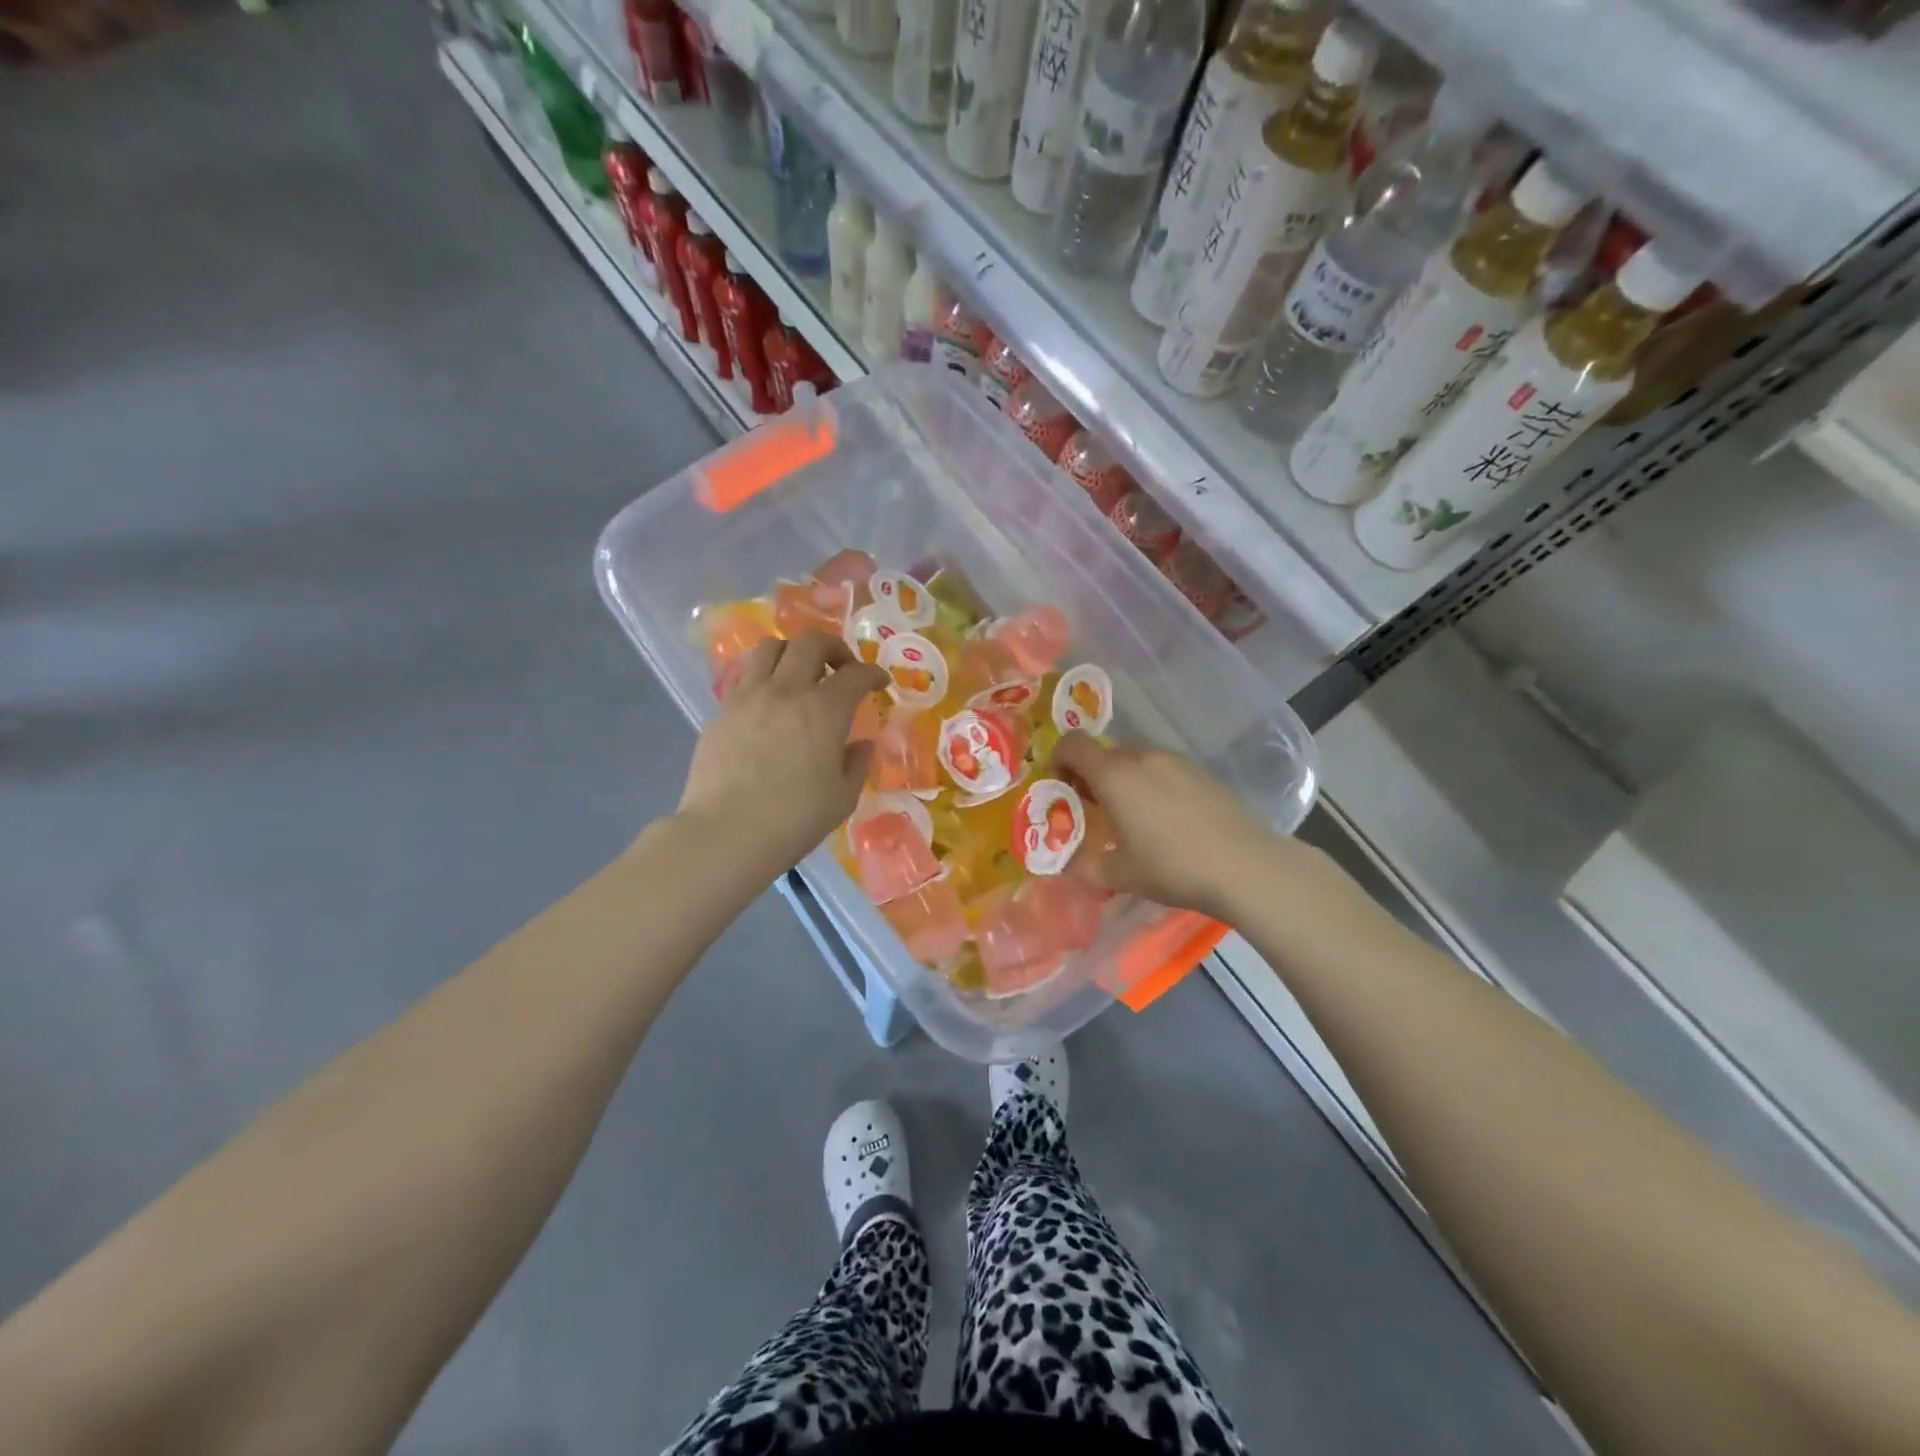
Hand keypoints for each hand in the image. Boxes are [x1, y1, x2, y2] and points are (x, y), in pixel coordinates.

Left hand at [677, 631, 888, 876]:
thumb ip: (856, 764)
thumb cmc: (794, 820)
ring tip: (800, 674)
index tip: (879, 683)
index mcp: (824, 711)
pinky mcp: (722, 712)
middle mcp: (787, 691)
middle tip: (841, 668)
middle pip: (810, 643)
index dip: (872, 673)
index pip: (855, 674)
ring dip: (793, 652)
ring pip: (770, 648)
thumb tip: (860, 745)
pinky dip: (765, 678)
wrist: (726, 833)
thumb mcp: (842, 798)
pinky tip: (770, 704)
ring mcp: (749, 697)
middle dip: (833, 647)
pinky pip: (746, 677)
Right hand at [1052, 732, 1305, 920]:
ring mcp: (1174, 760)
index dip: (1059, 760)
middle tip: (1097, 813)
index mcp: (1113, 775)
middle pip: (1103, 753)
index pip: (1072, 744)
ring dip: (1122, 780)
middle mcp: (1141, 757)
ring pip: (1133, 760)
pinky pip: (1161, 768)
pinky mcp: (1199, 771)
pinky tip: (1167, 819)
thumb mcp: (1118, 875)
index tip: (1064, 791)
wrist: (1243, 866)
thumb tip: (1063, 862)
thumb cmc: (1171, 867)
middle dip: (1090, 777)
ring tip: (1134, 818)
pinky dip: (1151, 784)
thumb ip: (1082, 865)